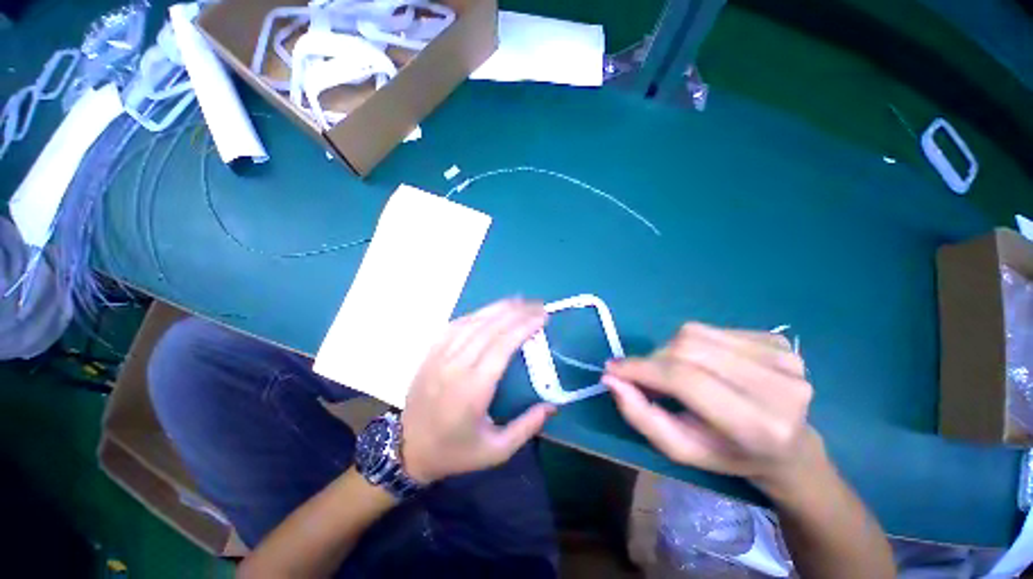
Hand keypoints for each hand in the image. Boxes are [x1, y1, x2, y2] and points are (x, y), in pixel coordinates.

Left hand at [401, 299, 555, 483]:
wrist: (407, 449)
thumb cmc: (455, 451)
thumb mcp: (496, 451)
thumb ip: (526, 427)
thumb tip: (552, 405)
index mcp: (473, 390)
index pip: (502, 346)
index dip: (523, 327)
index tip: (542, 317)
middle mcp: (455, 366)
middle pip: (490, 328)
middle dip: (517, 312)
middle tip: (538, 306)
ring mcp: (440, 356)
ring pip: (472, 322)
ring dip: (498, 308)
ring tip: (520, 301)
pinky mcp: (431, 352)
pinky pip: (456, 325)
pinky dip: (476, 314)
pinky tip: (490, 311)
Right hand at [603, 323, 816, 494]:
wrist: (790, 446)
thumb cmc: (729, 454)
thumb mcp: (680, 448)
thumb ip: (641, 415)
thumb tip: (611, 377)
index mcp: (758, 426)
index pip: (685, 379)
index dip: (642, 368)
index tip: (614, 369)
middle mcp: (779, 387)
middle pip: (687, 348)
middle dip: (654, 359)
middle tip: (647, 377)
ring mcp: (785, 358)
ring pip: (695, 332)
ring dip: (672, 350)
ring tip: (677, 371)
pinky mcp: (779, 340)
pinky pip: (713, 329)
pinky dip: (694, 343)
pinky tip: (705, 363)